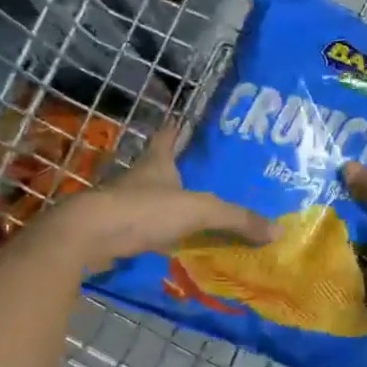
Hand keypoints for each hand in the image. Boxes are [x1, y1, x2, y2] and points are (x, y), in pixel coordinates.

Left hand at [44, 120, 273, 274]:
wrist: (88, 236)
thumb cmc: (144, 210)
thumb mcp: (199, 211)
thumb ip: (237, 219)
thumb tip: (277, 230)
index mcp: (156, 163)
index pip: (167, 137)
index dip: (176, 129)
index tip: (181, 120)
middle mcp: (137, 179)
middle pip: (159, 170)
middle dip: (177, 173)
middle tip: (204, 179)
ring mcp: (122, 206)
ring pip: (150, 201)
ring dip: (167, 207)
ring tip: (193, 216)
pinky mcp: (114, 232)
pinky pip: (142, 231)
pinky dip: (156, 236)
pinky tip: (171, 246)